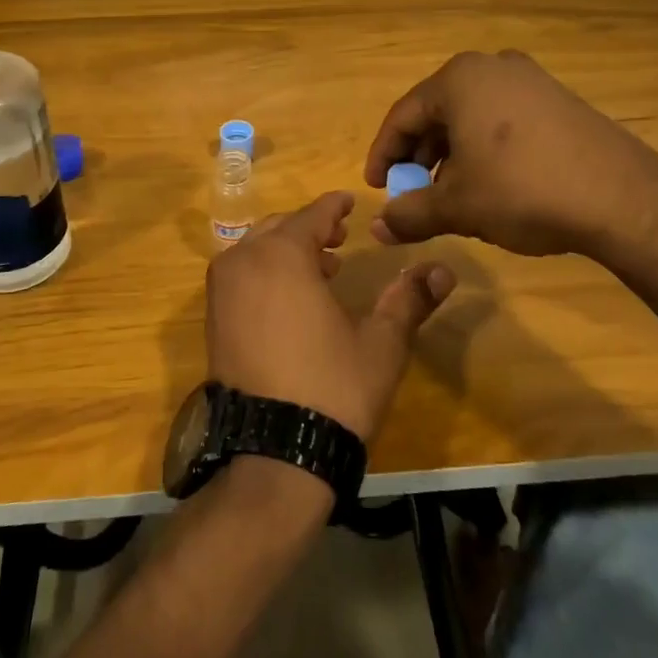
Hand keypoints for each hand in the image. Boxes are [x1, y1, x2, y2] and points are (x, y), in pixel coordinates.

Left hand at [206, 191, 455, 441]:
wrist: (274, 455)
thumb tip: (444, 269)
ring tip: (322, 269)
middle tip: (340, 237)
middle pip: (280, 228)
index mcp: (282, 255)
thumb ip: (409, 299)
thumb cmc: (334, 388)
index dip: (334, 206)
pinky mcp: (213, 320)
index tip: (350, 201)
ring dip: (287, 250)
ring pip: (256, 250)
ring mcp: (221, 291)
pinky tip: (291, 299)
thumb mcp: (381, 342)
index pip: (312, 214)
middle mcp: (244, 261)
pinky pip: (240, 275)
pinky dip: (265, 272)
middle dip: (311, 228)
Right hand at [364, 50, 657, 290]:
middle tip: (412, 194)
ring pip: (471, 117)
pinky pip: (503, 120)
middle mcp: (492, 67)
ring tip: (450, 195)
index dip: (383, 155)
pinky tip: (492, 184)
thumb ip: (410, 214)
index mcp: (459, 79)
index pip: (402, 116)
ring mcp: (531, 80)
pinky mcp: (559, 100)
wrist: (624, 199)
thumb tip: (377, 228)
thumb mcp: (458, 206)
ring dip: (451, 155)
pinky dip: (485, 149)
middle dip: (419, 157)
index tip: (377, 188)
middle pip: (437, 113)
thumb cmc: (524, 191)